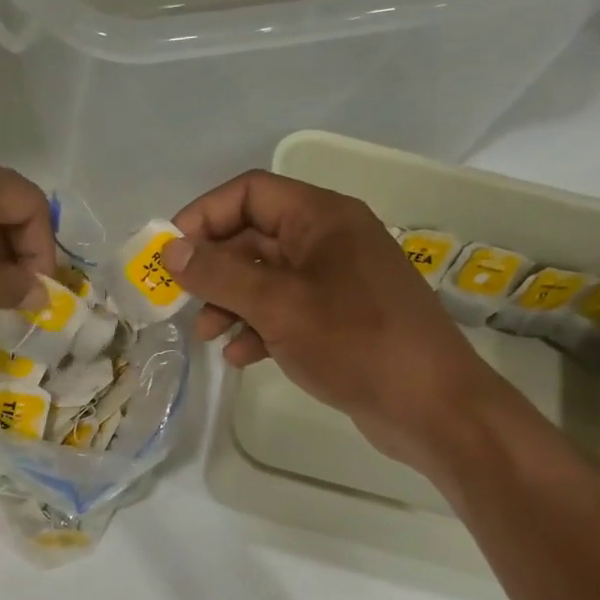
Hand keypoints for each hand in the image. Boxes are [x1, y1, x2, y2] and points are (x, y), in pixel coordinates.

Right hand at [164, 170, 497, 472]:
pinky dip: (257, 327)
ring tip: (207, 336)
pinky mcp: (338, 318)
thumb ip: (220, 275)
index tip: (169, 253)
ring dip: (230, 301)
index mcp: (322, 218)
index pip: (249, 193)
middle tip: (180, 300)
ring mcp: (335, 281)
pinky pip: (284, 310)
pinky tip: (242, 356)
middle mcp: (329, 240)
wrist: (430, 406)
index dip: (203, 216)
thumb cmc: (355, 342)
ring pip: (265, 277)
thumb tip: (170, 251)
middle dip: (213, 268)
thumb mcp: (278, 305)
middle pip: (253, 236)